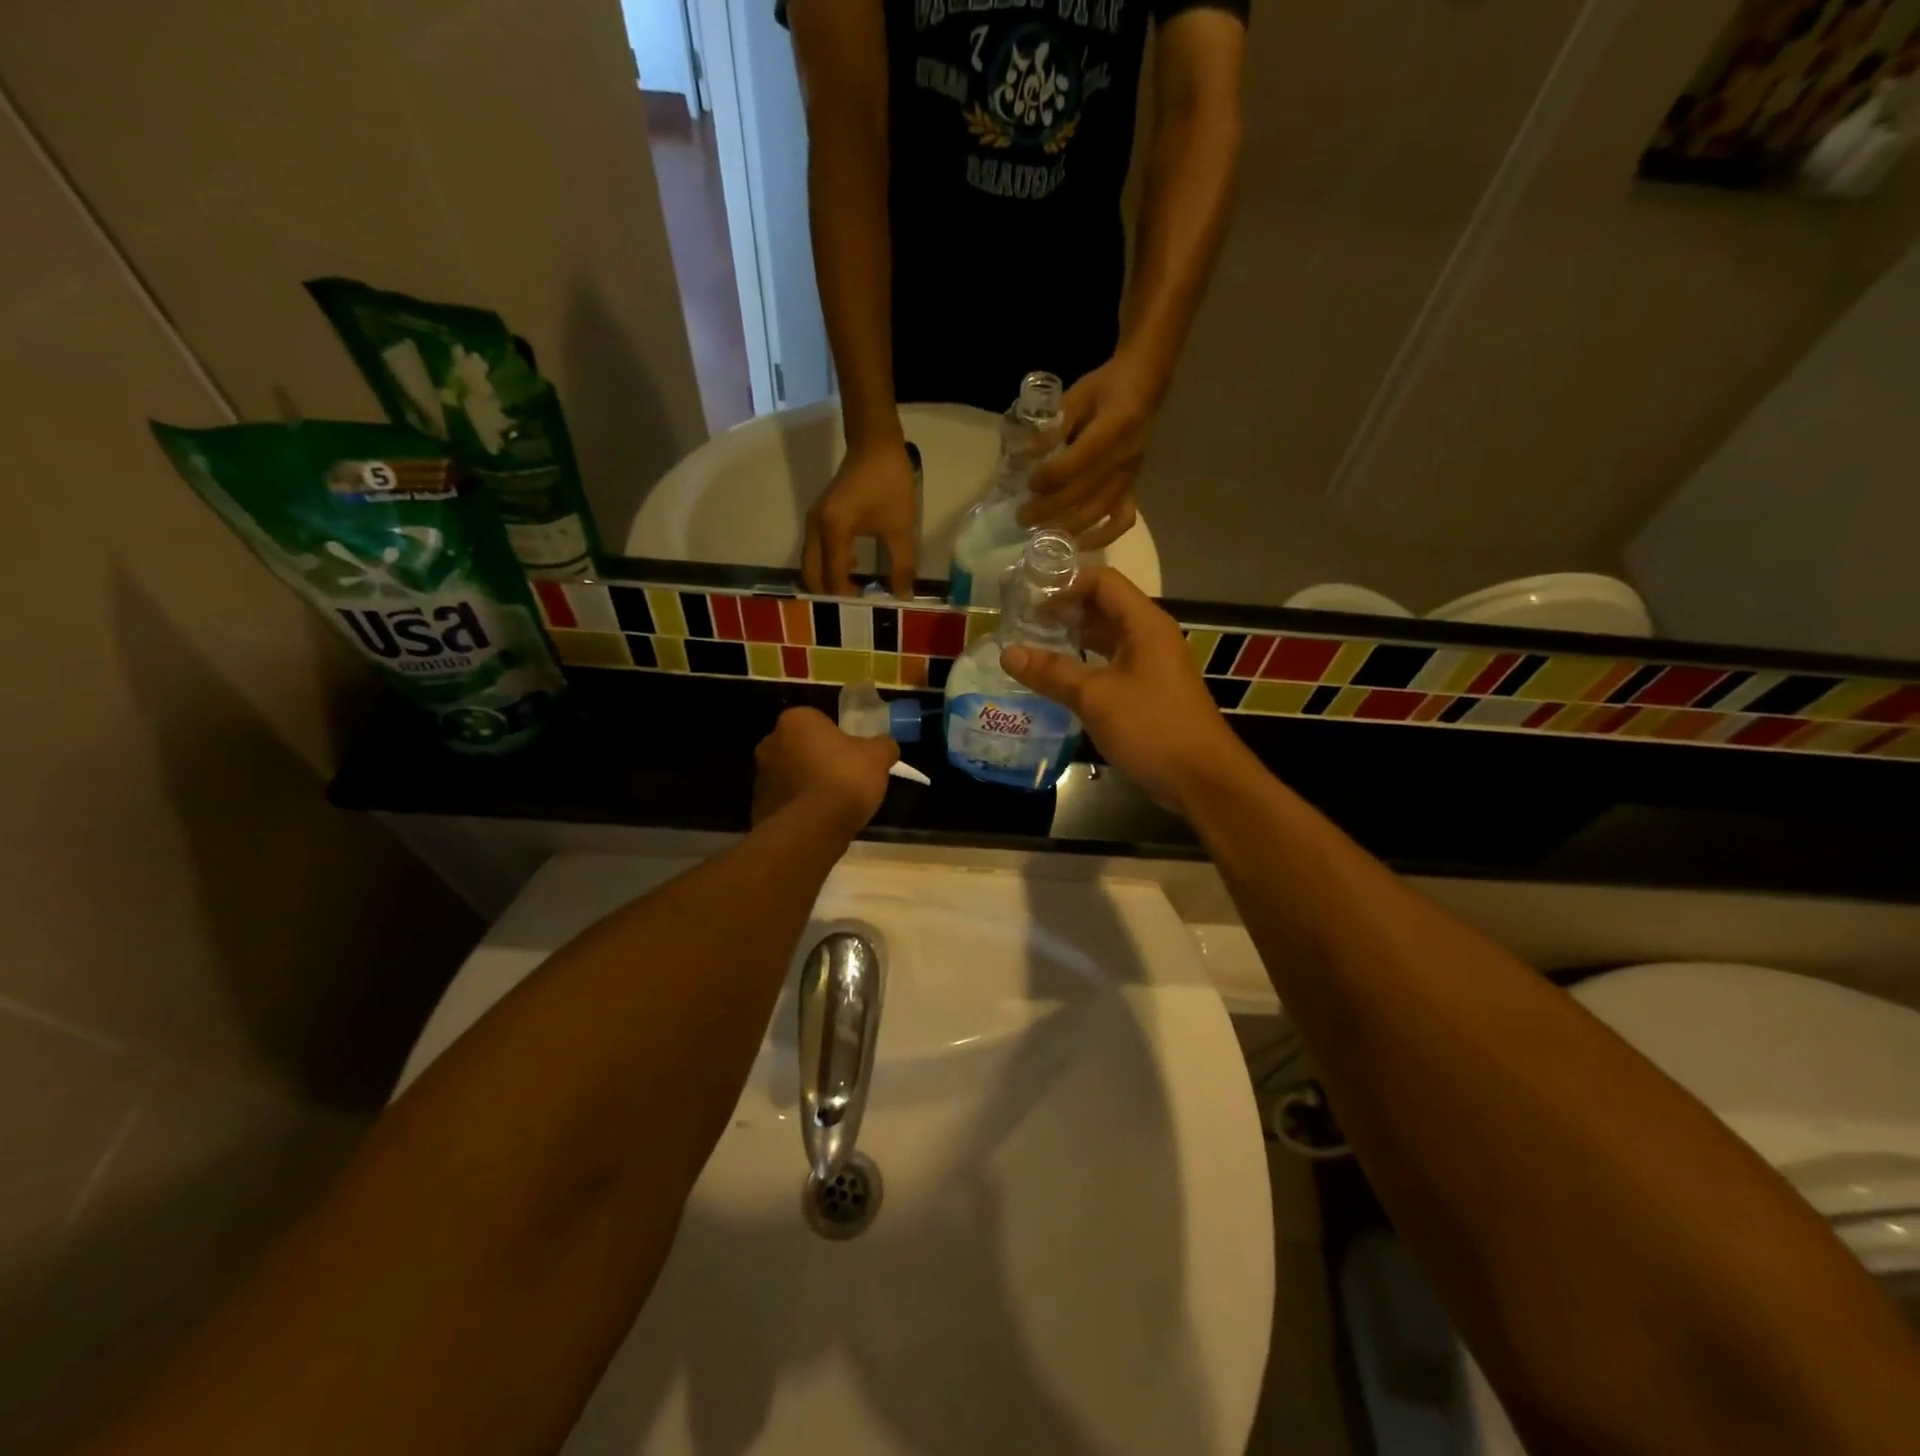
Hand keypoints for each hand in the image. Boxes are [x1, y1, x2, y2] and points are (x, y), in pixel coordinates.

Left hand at [753, 707, 898, 831]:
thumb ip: (883, 745)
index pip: (818, 722)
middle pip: (801, 748)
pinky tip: (819, 822)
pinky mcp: (758, 808)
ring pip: (791, 776)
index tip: (853, 757)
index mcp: (796, 721)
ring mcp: (760, 777)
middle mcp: (770, 743)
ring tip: (833, 806)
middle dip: (818, 760)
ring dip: (807, 785)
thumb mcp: (878, 756)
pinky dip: (799, 809)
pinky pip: (785, 803)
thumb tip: (885, 746)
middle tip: (844, 779)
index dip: (838, 739)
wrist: (813, 828)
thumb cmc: (845, 778)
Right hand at [802, 441, 917, 596]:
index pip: (833, 577)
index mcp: (833, 531)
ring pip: (811, 564)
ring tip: (854, 594)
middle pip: (812, 574)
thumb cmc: (888, 482)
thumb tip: (903, 596)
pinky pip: (816, 551)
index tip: (865, 612)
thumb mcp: (900, 527)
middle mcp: (815, 528)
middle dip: (829, 595)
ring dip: (827, 581)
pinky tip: (851, 569)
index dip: (847, 598)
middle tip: (853, 610)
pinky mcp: (818, 518)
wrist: (875, 444)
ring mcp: (813, 522)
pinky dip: (827, 566)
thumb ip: (902, 565)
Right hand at [998, 569, 1249, 813]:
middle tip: (1022, 625)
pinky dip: (1085, 665)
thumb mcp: (1095, 697)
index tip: (1029, 601)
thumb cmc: (1151, 727)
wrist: (1201, 778)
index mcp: (1144, 623)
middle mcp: (1150, 636)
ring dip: (1072, 639)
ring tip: (1033, 649)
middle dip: (1064, 611)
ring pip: (1106, 638)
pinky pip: (1111, 664)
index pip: (1102, 581)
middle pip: (1103, 607)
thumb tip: (1007, 652)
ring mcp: (1151, 664)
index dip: (1065, 584)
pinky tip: (1058, 680)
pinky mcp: (1148, 690)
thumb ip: (1051, 672)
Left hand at [1021, 350, 1164, 550]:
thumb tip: (1025, 454)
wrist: (1142, 387)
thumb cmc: (1104, 388)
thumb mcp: (1077, 396)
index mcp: (1115, 427)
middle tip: (1023, 518)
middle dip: (1051, 508)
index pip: (1080, 460)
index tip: (1029, 484)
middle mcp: (1125, 457)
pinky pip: (1122, 520)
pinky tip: (1079, 544)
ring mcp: (1130, 476)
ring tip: (1041, 534)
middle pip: (1086, 491)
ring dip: (1068, 526)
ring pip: (1100, 510)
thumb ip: (1053, 426)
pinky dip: (1102, 537)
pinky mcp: (1132, 488)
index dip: (1053, 476)